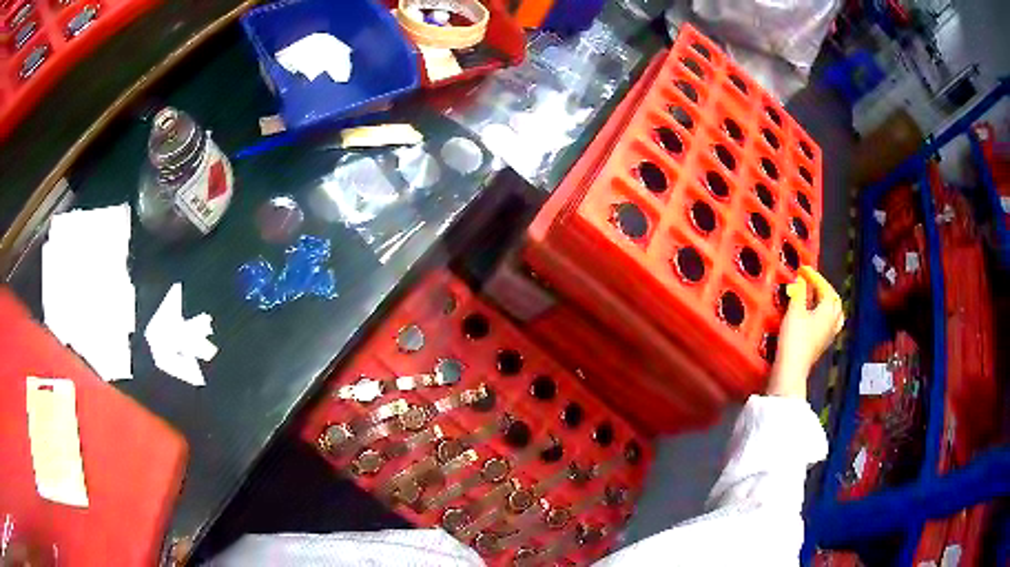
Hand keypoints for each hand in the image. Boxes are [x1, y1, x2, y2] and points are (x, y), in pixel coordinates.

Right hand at [766, 266, 844, 398]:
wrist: (792, 368)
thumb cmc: (795, 338)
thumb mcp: (794, 310)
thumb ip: (799, 293)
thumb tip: (801, 280)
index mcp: (829, 310)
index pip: (825, 287)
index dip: (815, 277)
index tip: (804, 270)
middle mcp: (833, 321)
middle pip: (834, 300)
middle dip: (824, 289)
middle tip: (812, 283)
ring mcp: (829, 335)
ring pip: (835, 313)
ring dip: (827, 303)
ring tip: (817, 299)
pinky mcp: (822, 345)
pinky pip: (830, 324)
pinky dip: (824, 316)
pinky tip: (815, 317)